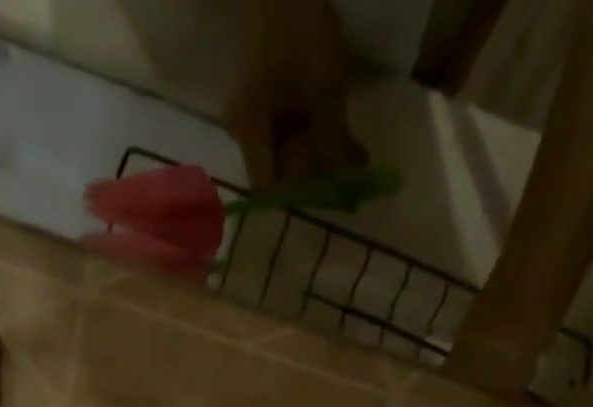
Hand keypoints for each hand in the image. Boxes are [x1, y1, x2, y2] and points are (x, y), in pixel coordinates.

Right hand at [225, 0, 366, 190]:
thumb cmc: (301, 27)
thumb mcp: (325, 88)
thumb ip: (333, 141)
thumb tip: (346, 183)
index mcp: (249, 132)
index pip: (267, 187)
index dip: (297, 193)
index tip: (327, 186)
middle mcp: (242, 131)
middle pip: (277, 170)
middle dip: (312, 171)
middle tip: (349, 161)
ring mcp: (249, 113)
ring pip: (283, 150)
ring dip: (316, 151)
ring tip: (351, 142)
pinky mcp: (259, 97)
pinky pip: (283, 128)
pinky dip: (310, 131)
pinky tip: (335, 124)